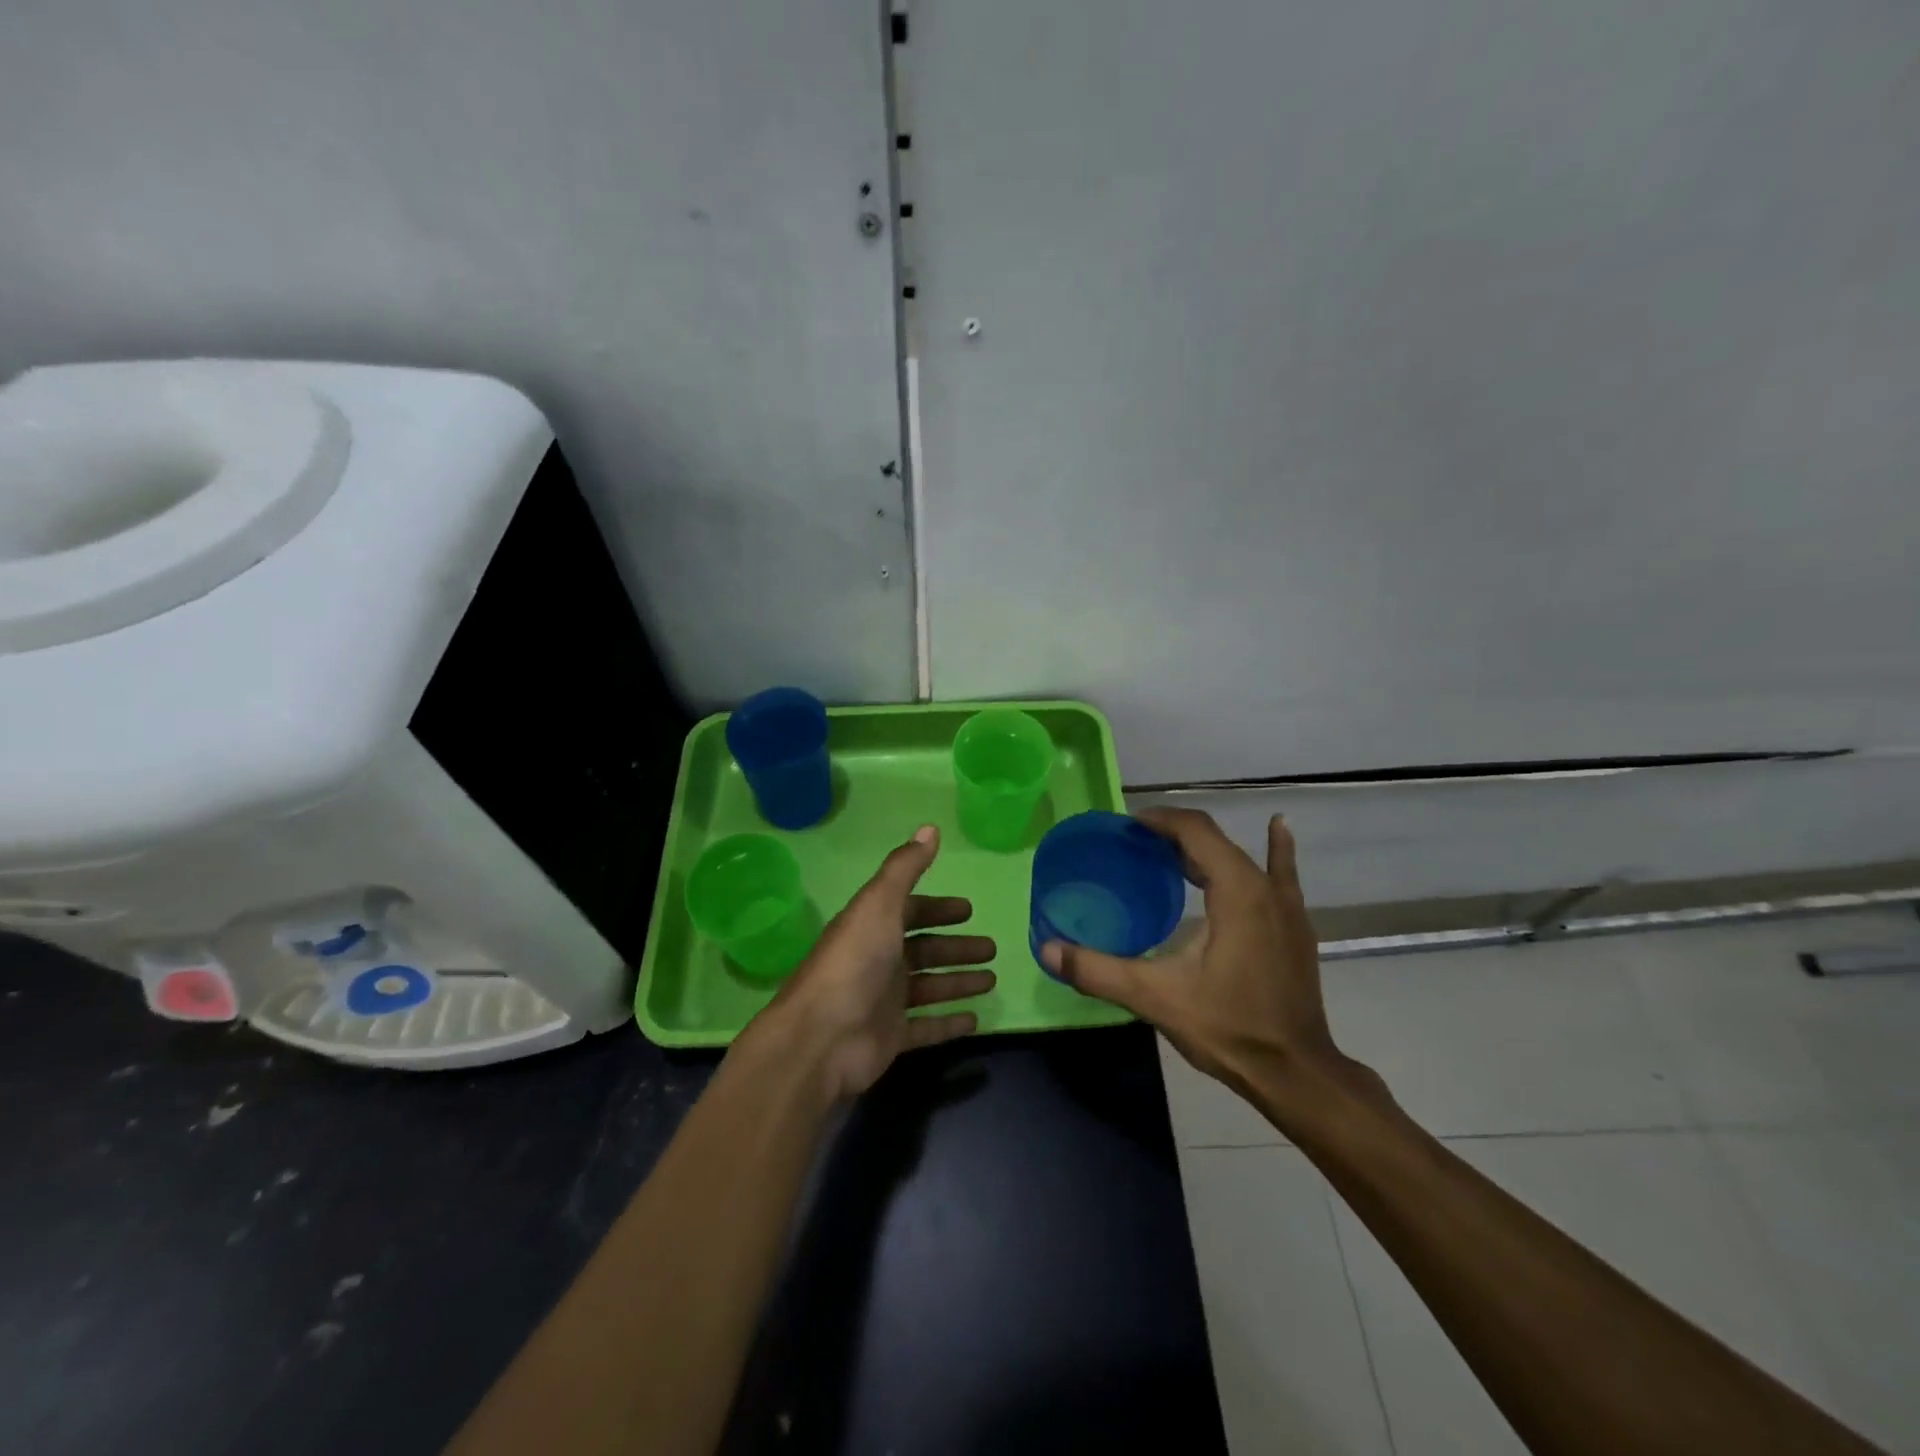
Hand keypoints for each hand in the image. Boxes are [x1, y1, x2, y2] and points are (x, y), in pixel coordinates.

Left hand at [753, 825, 995, 1100]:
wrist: (821, 1038)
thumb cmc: (854, 962)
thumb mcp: (879, 904)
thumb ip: (905, 867)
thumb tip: (930, 827)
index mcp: (873, 927)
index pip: (910, 911)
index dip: (938, 909)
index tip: (968, 910)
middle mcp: (878, 960)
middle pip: (924, 949)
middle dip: (955, 947)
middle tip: (990, 948)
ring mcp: (884, 1001)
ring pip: (929, 986)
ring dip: (958, 981)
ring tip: (991, 979)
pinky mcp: (890, 1037)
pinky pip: (926, 1027)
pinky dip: (949, 1023)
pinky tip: (975, 1019)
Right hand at [1042, 808, 1379, 1119]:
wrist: (1296, 1072)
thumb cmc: (1229, 1028)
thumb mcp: (1156, 999)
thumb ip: (1099, 971)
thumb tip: (1048, 950)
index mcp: (1236, 891)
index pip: (1195, 831)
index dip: (1159, 820)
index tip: (1126, 826)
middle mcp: (1264, 887)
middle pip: (1215, 840)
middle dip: (1173, 834)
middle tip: (1134, 844)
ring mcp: (1287, 906)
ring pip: (1240, 857)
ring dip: (1205, 848)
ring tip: (1171, 847)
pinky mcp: (1295, 926)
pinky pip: (1280, 873)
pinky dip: (1274, 849)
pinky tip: (1278, 826)